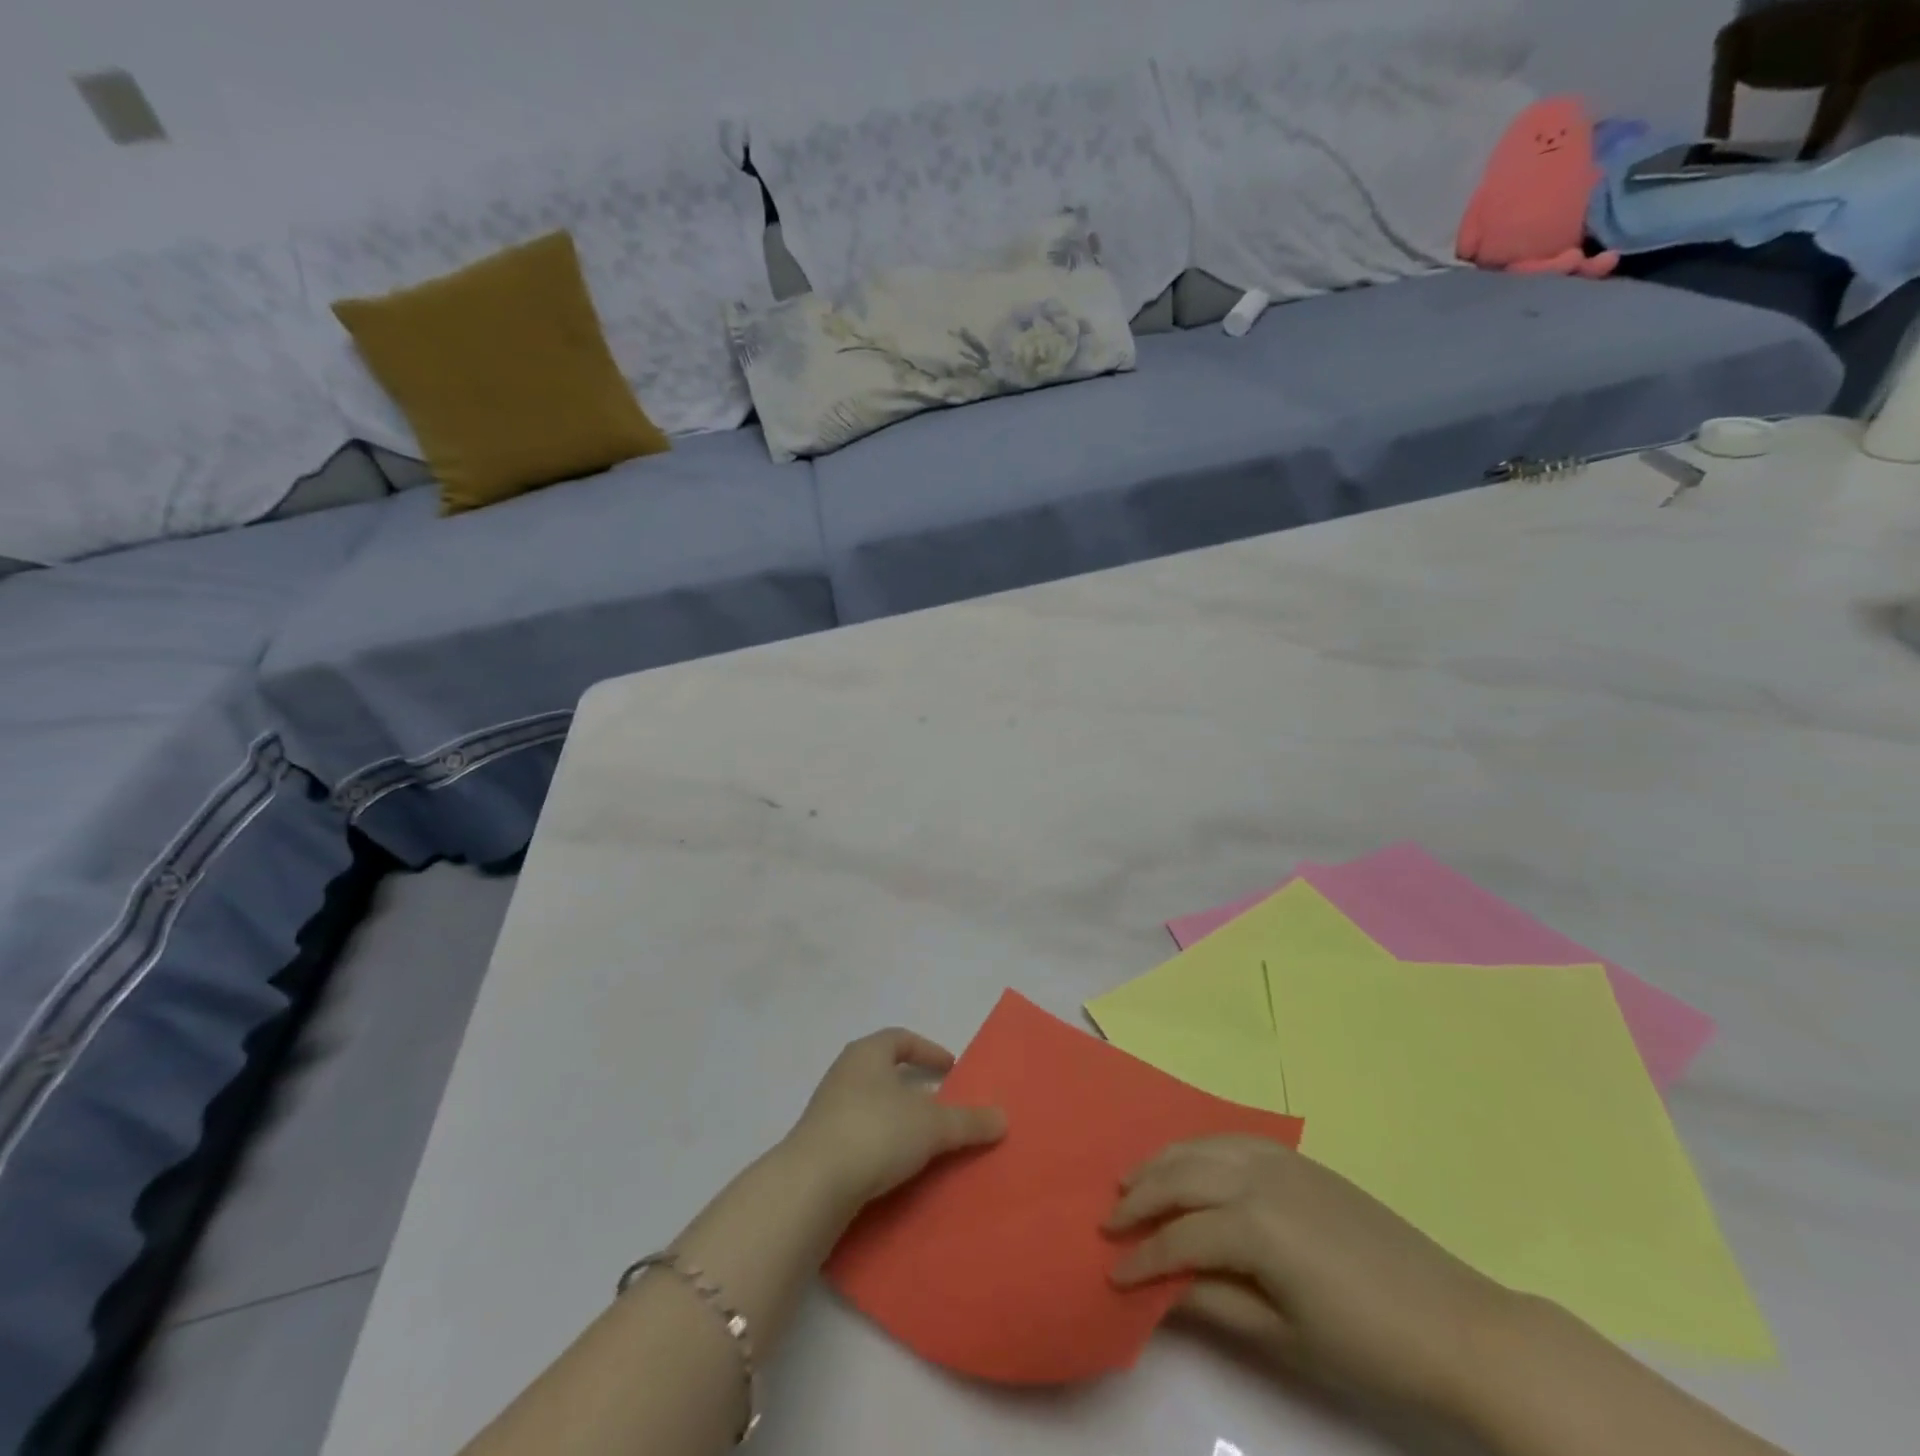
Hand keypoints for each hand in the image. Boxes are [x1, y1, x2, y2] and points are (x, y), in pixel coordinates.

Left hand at [784, 1028, 1006, 1210]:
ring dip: (897, 1119)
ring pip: (871, 1105)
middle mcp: (844, 1073)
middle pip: (884, 1071)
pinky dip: (880, 1145)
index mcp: (867, 1053)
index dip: (928, 1050)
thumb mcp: (933, 1125)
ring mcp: (827, 1110)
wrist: (813, 1184)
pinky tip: (896, 1168)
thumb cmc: (876, 1132)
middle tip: (941, 1105)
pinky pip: (858, 1136)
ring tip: (924, 1141)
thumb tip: (1003, 1118)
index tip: (951, 1068)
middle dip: (913, 1087)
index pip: (901, 1039)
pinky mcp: (818, 1147)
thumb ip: (969, 1121)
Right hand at [1107, 1136, 1514, 1416]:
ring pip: (1200, 1148)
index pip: (1179, 1238)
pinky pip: (1230, 1139)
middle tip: (1109, 1220)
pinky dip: (1198, 1147)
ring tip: (1132, 1181)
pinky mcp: (1297, 1158)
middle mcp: (1258, 1177)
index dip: (1142, 1259)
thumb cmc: (1368, 1345)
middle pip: (1180, 1177)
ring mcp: (1279, 1160)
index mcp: (1255, 1226)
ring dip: (1161, 1163)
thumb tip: (1161, 1288)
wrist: (1455, 1323)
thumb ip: (1216, 1302)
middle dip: (1139, 1197)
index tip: (1111, 1273)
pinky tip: (1189, 1162)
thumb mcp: (1285, 1337)